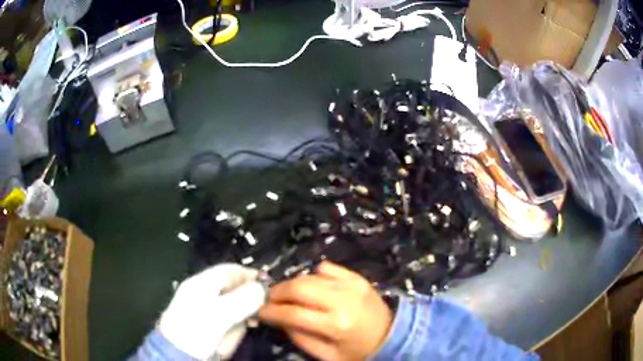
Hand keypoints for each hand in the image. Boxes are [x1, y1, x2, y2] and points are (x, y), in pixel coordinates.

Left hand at [158, 263, 265, 359]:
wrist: (180, 354)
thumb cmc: (197, 329)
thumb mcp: (220, 313)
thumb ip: (242, 299)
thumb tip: (262, 288)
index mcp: (203, 283)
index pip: (230, 270)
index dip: (250, 274)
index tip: (269, 284)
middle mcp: (206, 293)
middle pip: (235, 286)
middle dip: (251, 295)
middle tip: (264, 306)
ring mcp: (209, 309)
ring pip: (237, 303)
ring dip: (248, 310)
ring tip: (254, 320)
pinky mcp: (214, 324)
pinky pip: (234, 318)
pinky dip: (242, 321)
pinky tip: (248, 326)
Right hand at [259, 261, 392, 360]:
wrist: (392, 337)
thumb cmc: (358, 352)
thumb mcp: (327, 355)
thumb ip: (300, 337)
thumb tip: (278, 319)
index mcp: (336, 325)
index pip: (293, 314)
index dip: (271, 311)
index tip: (260, 311)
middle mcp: (343, 300)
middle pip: (299, 287)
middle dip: (278, 292)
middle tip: (270, 300)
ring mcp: (351, 285)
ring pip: (309, 276)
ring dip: (292, 284)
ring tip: (287, 296)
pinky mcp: (357, 277)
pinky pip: (327, 268)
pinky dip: (313, 276)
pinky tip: (313, 287)